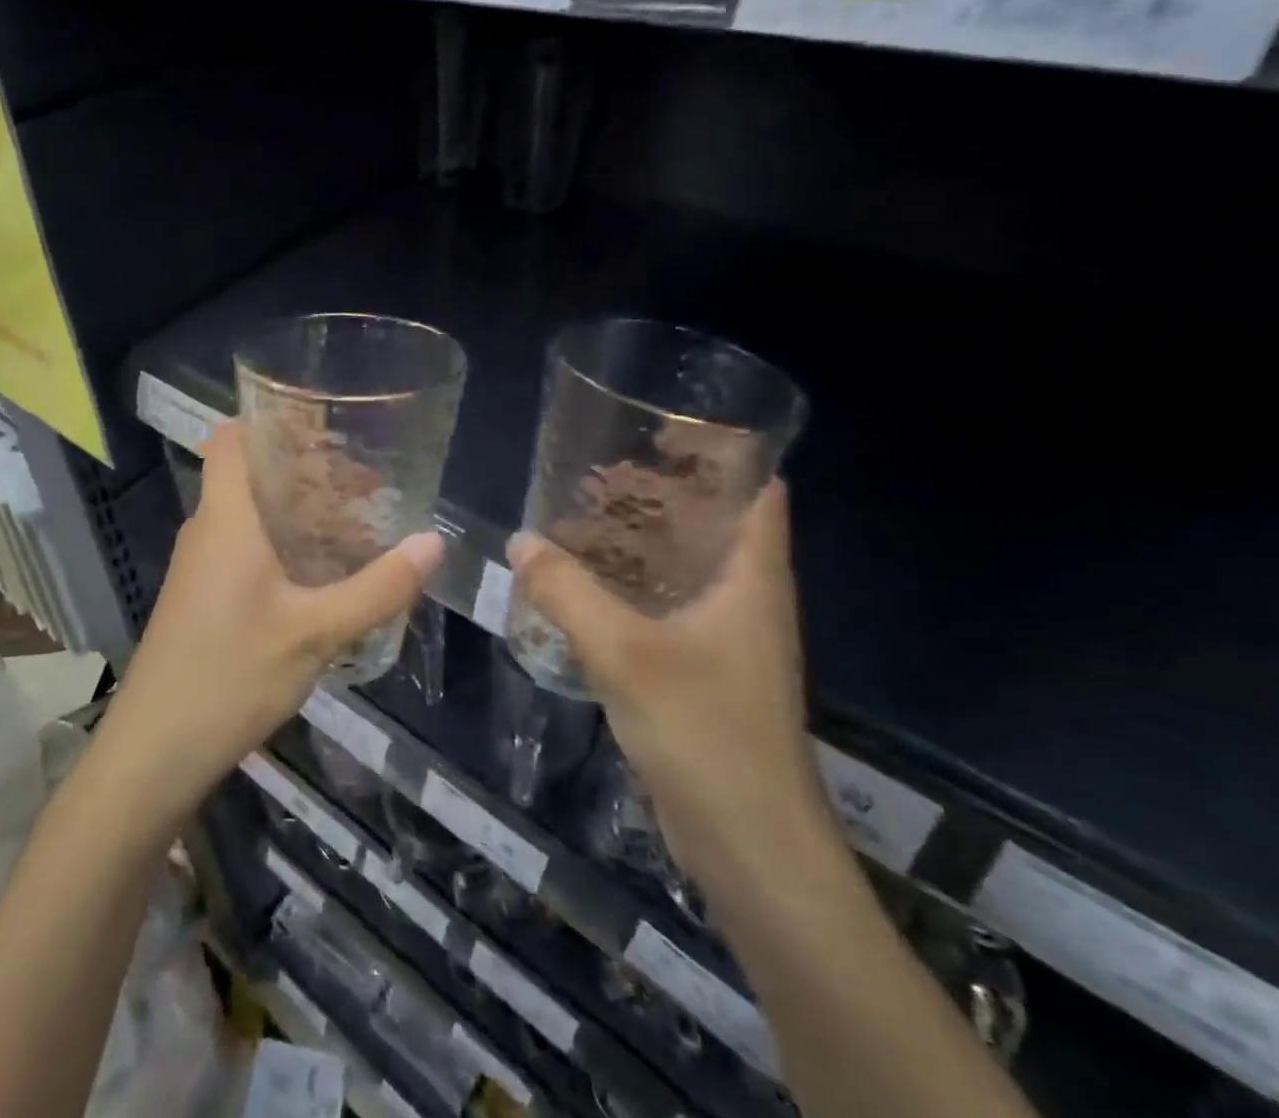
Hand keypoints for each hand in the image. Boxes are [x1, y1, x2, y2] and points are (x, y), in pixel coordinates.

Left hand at [95, 421, 441, 824]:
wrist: (155, 752)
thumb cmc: (231, 674)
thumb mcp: (316, 632)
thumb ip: (377, 588)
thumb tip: (433, 543)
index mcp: (226, 517)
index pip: (231, 438)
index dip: (270, 420)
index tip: (326, 422)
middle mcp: (207, 530)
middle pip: (249, 473)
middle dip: (304, 469)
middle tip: (364, 478)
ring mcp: (200, 567)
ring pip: (249, 515)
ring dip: (296, 511)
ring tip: (355, 520)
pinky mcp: (201, 598)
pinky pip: (244, 549)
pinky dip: (282, 544)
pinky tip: (321, 573)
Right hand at [508, 483, 834, 895]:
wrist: (753, 849)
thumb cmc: (705, 734)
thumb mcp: (624, 653)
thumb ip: (567, 592)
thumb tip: (520, 542)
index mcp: (753, 577)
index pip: (758, 489)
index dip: (722, 452)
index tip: (662, 428)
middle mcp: (748, 597)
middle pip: (713, 521)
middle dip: (661, 491)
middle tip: (599, 468)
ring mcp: (729, 637)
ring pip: (686, 566)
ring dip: (642, 540)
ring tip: (583, 516)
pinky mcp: (706, 671)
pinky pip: (668, 606)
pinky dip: (633, 585)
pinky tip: (587, 585)